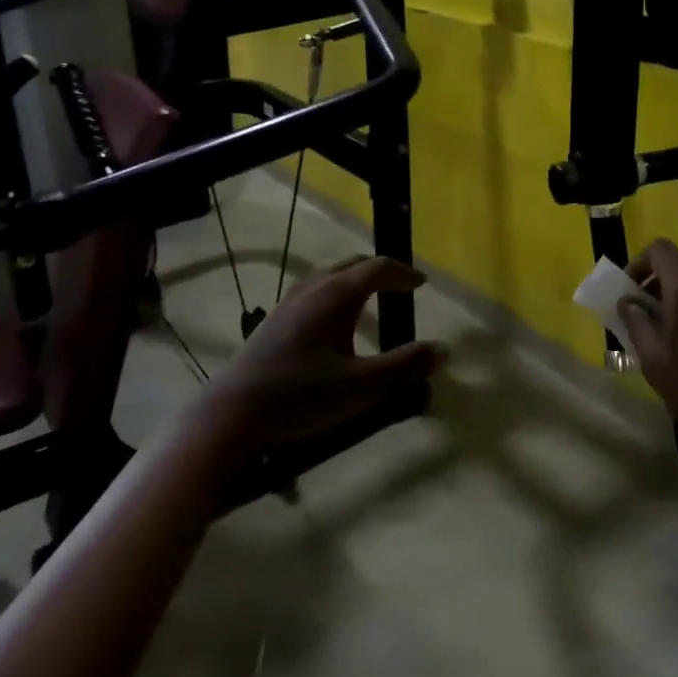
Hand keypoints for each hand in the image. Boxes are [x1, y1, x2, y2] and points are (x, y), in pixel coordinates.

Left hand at [202, 257, 444, 452]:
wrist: (234, 412)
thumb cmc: (302, 395)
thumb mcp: (362, 387)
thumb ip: (405, 366)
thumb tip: (443, 349)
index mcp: (338, 293)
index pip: (378, 268)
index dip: (403, 273)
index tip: (422, 284)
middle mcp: (314, 286)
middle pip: (353, 264)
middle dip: (381, 271)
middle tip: (401, 285)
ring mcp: (291, 300)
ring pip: (331, 275)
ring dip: (356, 280)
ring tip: (372, 297)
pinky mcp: (276, 317)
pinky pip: (316, 289)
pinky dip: (336, 292)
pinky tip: (334, 321)